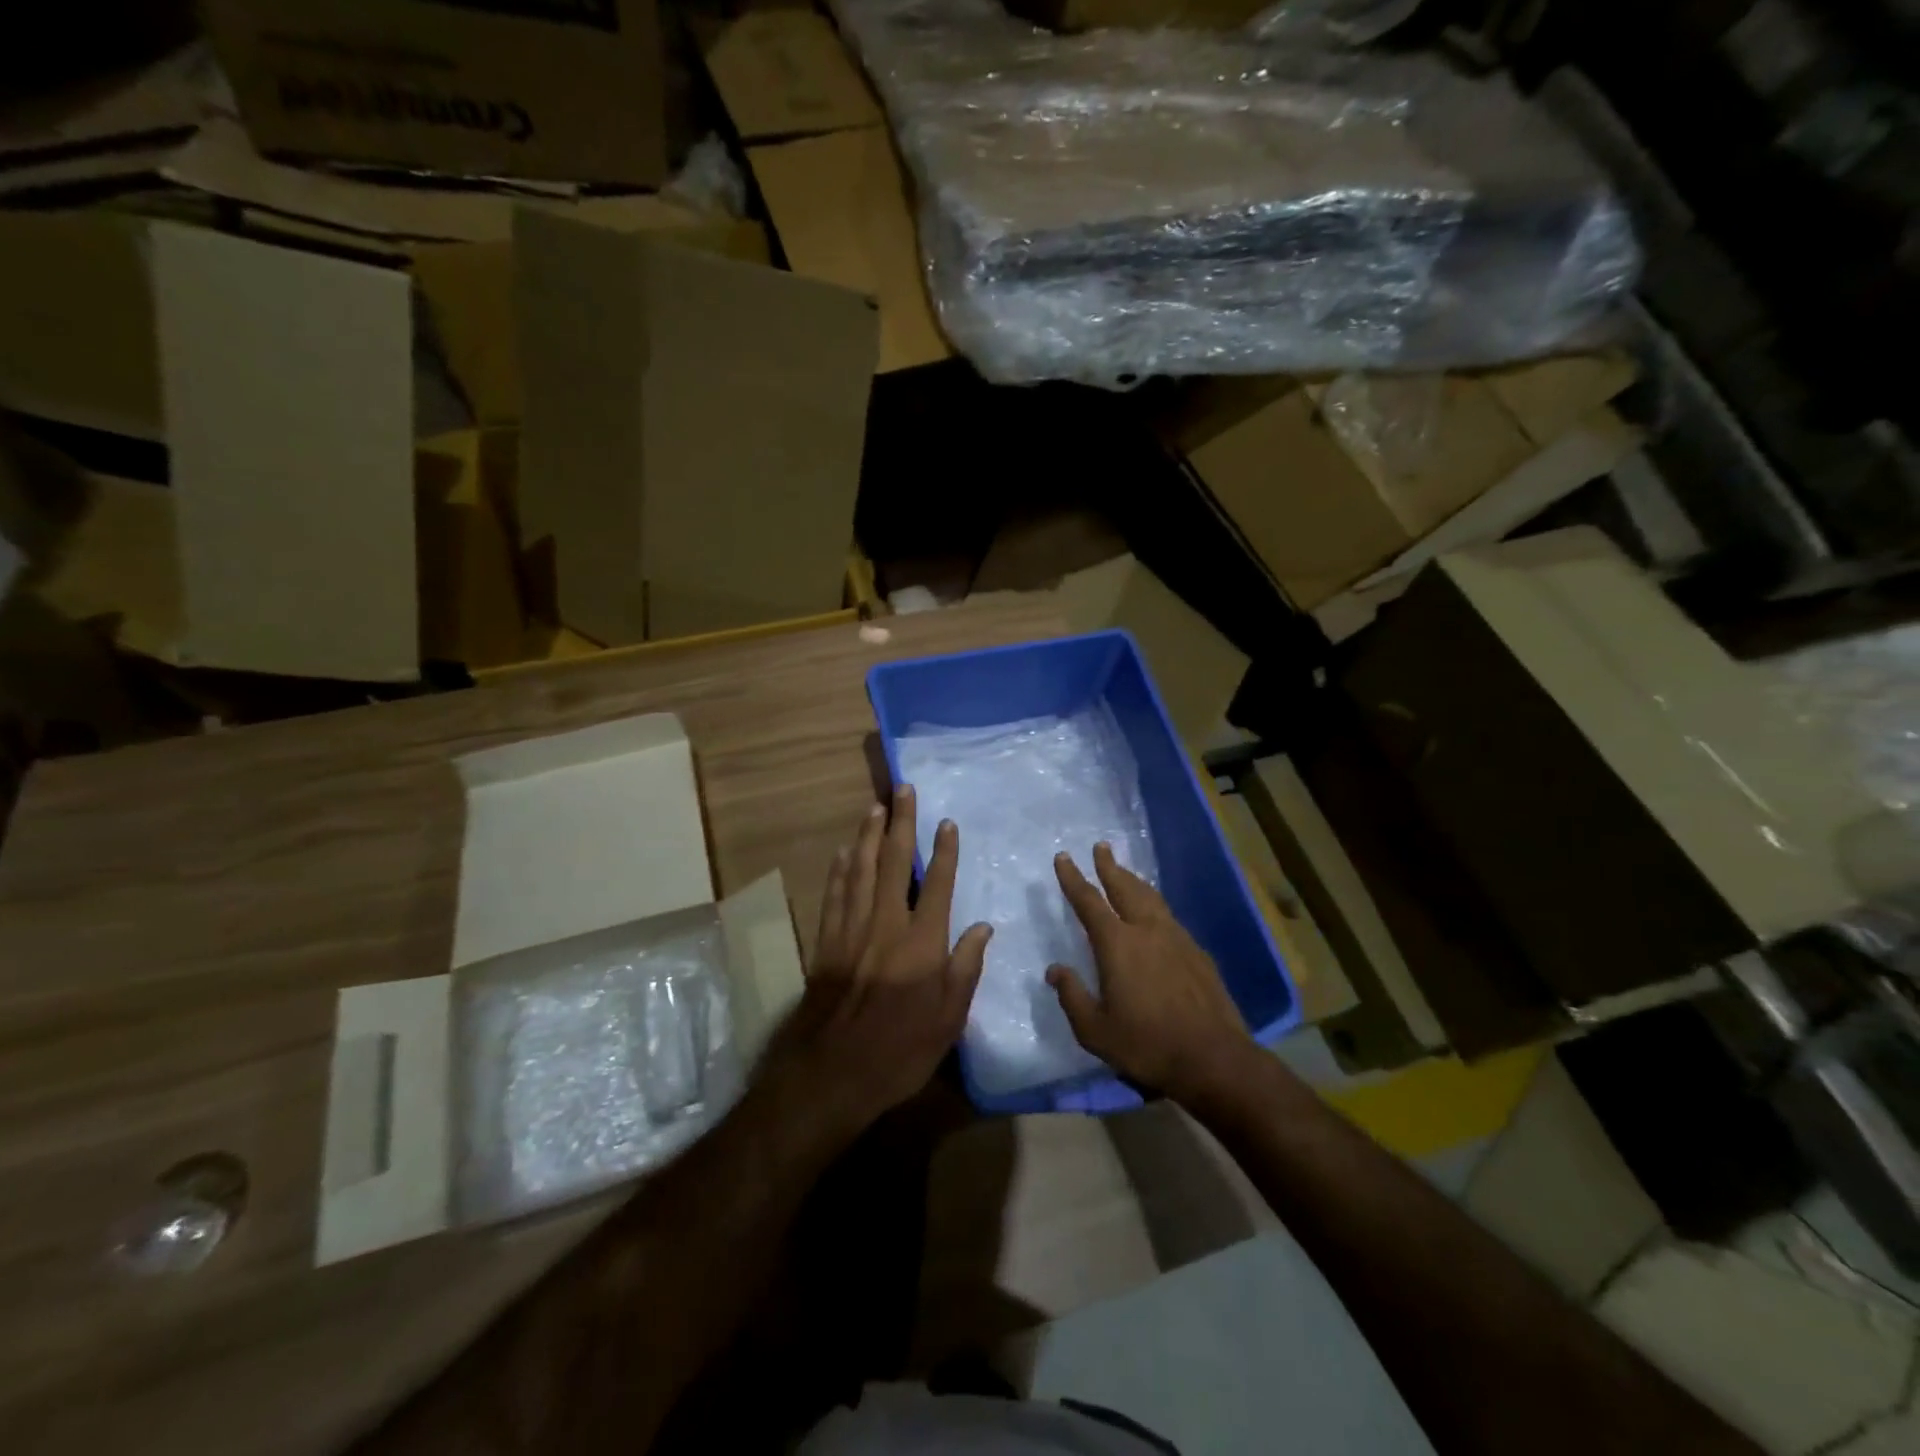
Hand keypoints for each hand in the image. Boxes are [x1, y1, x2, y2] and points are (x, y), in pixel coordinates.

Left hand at [759, 786, 991, 1132]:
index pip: (937, 884)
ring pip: (860, 869)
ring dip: (868, 835)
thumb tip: (982, 928)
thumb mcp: (948, 1020)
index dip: (943, 851)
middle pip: (894, 862)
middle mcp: (886, 924)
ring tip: (875, 807)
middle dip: (900, 823)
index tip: (946, 822)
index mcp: (922, 942)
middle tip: (903, 790)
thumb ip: (965, 969)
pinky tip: (844, 852)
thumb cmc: (899, 1051)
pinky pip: (834, 894)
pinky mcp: (826, 942)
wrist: (831, 1073)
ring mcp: (851, 930)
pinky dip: (840, 869)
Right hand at [1047, 842, 1254, 1103]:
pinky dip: (1155, 905)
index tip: (1064, 857)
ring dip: (1134, 882)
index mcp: (1117, 944)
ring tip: (1125, 872)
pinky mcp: (1197, 953)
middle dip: (1109, 867)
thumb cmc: (1147, 1044)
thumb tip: (1055, 970)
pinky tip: (1156, 915)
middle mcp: (1147, 930)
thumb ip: (1072, 996)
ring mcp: (1177, 938)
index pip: (1089, 901)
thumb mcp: (1095, 1031)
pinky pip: (1169, 917)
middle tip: (1101, 847)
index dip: (1073, 878)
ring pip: (1151, 898)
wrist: (1214, 1057)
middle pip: (1124, 888)